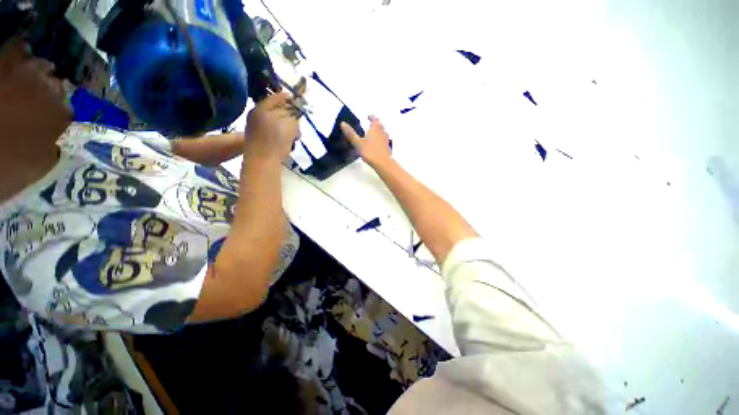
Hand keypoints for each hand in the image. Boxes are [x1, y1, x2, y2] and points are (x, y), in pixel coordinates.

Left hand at [245, 92, 300, 160]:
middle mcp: (256, 115)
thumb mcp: (289, 125)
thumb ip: (293, 115)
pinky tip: (288, 141)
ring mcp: (255, 127)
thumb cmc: (276, 142)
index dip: (288, 98)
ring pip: (275, 121)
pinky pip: (272, 131)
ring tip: (296, 135)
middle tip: (298, 121)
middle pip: (276, 110)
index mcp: (261, 108)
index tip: (298, 100)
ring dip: (287, 126)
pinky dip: (281, 133)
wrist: (262, 162)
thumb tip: (295, 111)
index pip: (276, 97)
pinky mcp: (257, 138)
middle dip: (289, 115)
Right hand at [341, 116, 391, 167]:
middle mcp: (382, 133)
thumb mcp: (358, 143)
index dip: (372, 117)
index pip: (375, 120)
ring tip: (374, 133)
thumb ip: (351, 134)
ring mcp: (386, 140)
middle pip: (380, 125)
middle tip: (371, 124)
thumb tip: (342, 123)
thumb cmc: (370, 152)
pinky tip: (378, 144)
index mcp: (375, 129)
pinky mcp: (388, 148)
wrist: (383, 163)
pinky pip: (385, 140)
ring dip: (380, 131)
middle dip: (376, 124)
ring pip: (384, 132)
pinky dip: (382, 139)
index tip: (368, 117)